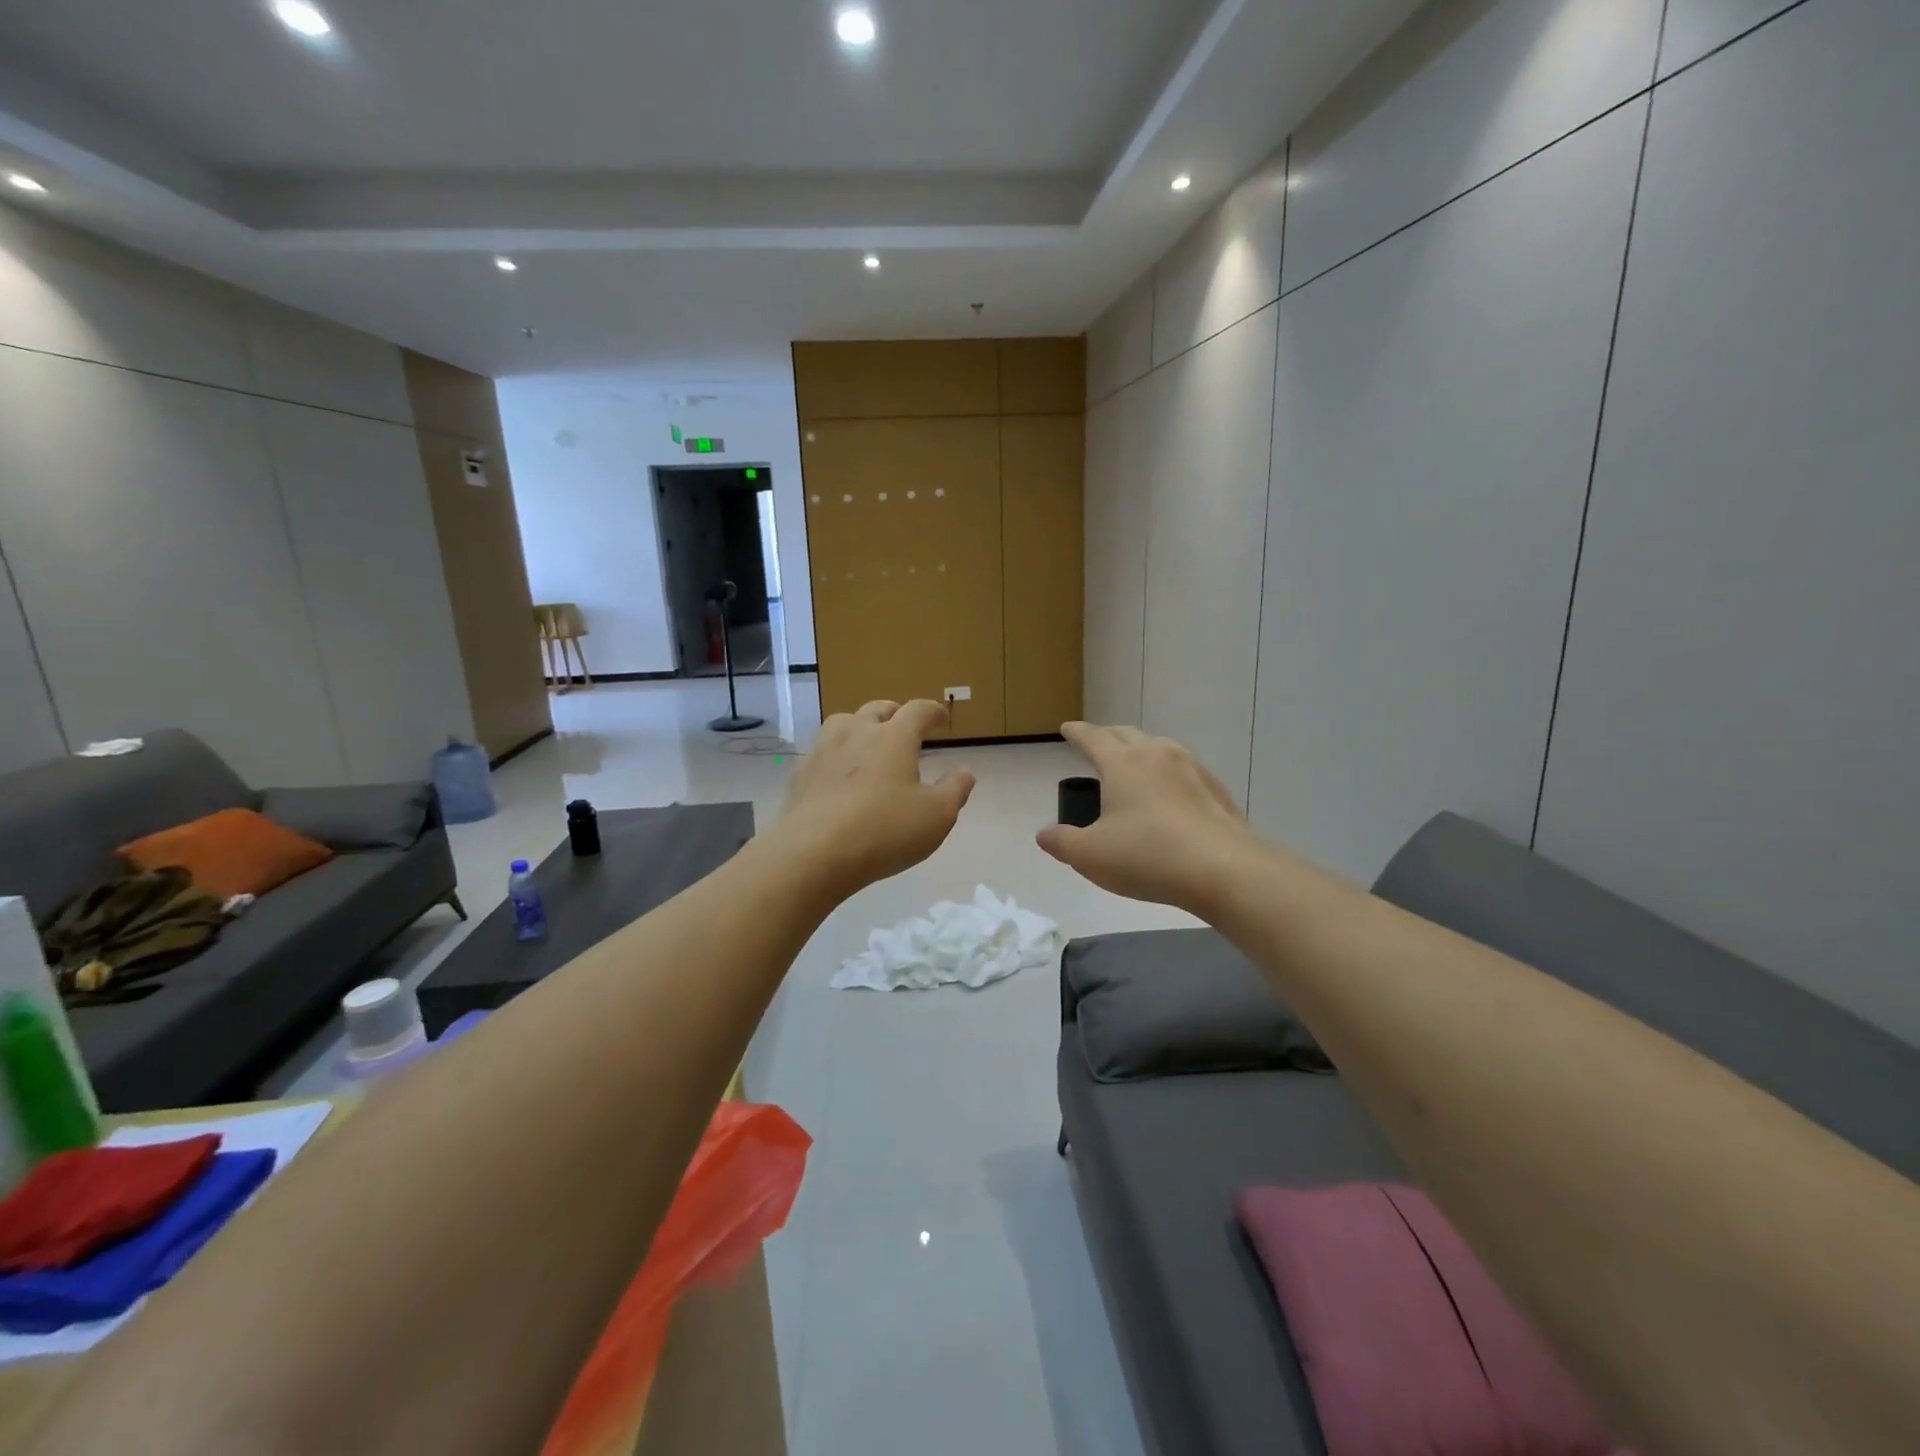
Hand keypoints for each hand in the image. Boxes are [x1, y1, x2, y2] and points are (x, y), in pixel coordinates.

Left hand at [771, 699, 974, 899]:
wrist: (814, 852)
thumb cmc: (885, 830)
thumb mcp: (937, 815)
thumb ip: (955, 789)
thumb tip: (965, 770)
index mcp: (894, 737)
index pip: (918, 710)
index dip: (933, 711)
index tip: (941, 717)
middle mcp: (857, 732)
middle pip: (878, 708)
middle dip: (895, 713)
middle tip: (904, 725)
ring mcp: (824, 751)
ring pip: (843, 722)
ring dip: (860, 726)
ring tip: (868, 741)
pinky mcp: (801, 774)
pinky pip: (823, 752)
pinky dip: (836, 754)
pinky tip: (839, 774)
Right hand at [1037, 722, 1257, 913]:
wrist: (1225, 870)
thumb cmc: (1148, 856)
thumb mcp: (1091, 855)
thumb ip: (1063, 842)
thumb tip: (1044, 834)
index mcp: (1123, 763)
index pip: (1093, 737)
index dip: (1077, 732)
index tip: (1067, 728)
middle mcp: (1158, 755)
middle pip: (1128, 734)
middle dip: (1108, 736)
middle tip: (1097, 743)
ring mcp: (1192, 770)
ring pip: (1160, 748)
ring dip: (1141, 751)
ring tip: (1133, 765)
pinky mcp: (1217, 791)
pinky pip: (1184, 772)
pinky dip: (1168, 775)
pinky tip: (1170, 796)